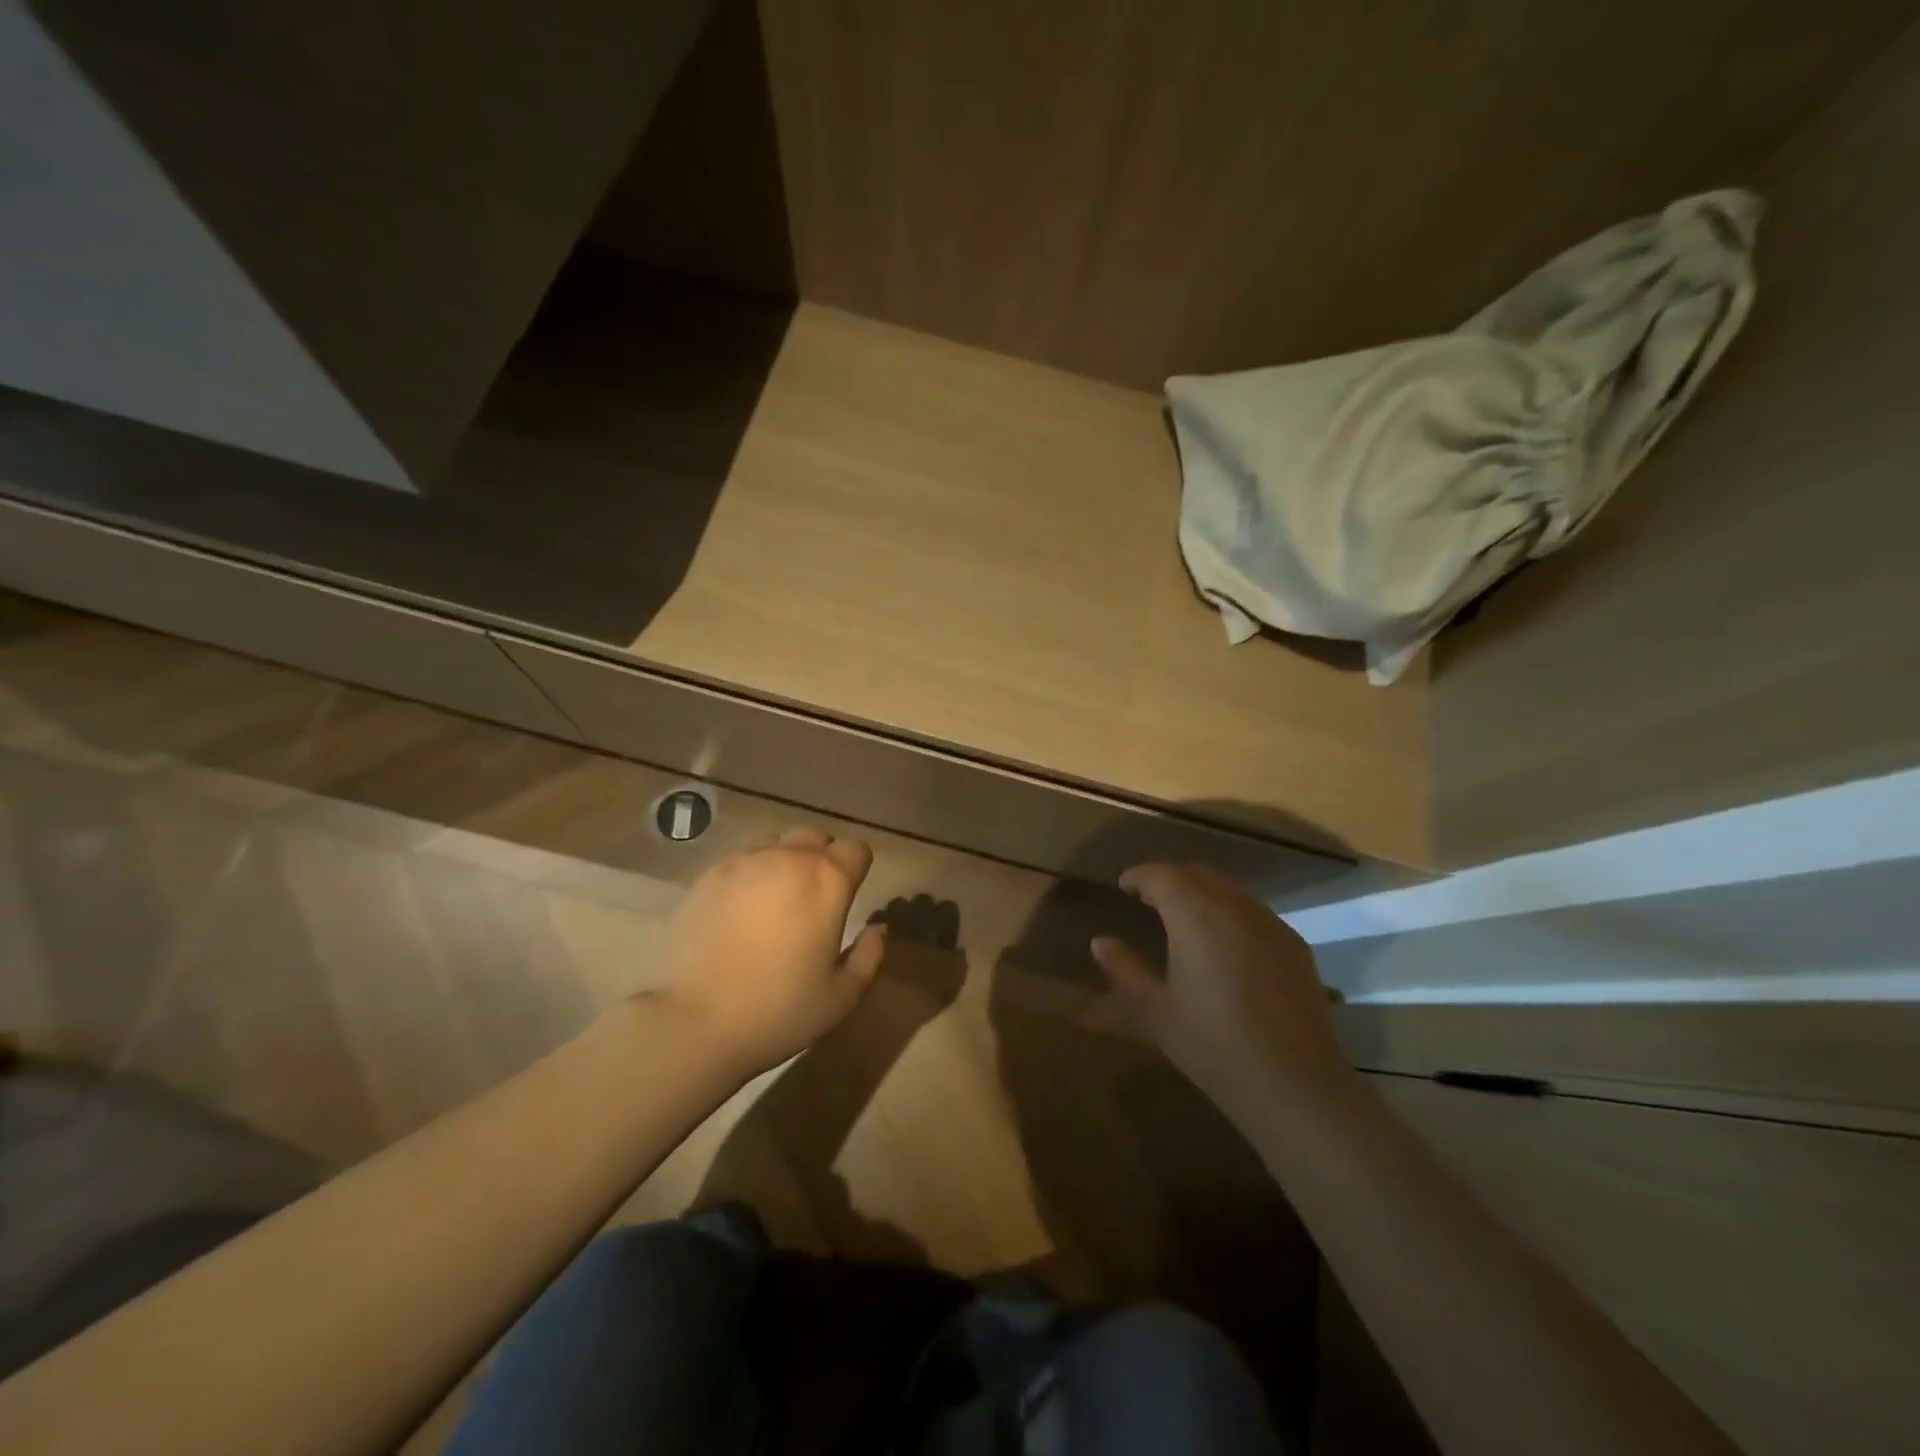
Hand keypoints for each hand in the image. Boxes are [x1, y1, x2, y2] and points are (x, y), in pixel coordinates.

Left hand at [653, 828, 886, 1074]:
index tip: (848, 898)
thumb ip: (869, 955)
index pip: (856, 850)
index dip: (857, 870)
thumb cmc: (778, 1011)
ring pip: (776, 843)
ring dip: (784, 862)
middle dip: (822, 860)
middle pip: (816, 838)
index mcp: (828, 881)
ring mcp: (744, 862)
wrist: (693, 1022)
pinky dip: (750, 875)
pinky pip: (741, 859)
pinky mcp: (708, 875)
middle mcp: (788, 858)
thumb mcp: (841, 996)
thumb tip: (877, 928)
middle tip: (813, 901)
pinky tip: (740, 910)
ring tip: (775, 901)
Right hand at [1090, 863, 1356, 1116]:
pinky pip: (1254, 912)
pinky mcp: (1294, 945)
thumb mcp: (1156, 1010)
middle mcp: (1234, 907)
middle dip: (1170, 879)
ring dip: (1202, 893)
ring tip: (1184, 919)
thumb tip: (1100, 941)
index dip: (1139, 876)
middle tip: (1149, 898)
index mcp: (1195, 915)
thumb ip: (1125, 969)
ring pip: (1229, 890)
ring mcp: (1270, 923)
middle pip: (1197, 874)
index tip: (1124, 885)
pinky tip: (1225, 944)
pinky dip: (1230, 912)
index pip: (1162, 876)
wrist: (1294, 1085)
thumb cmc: (1213, 1046)